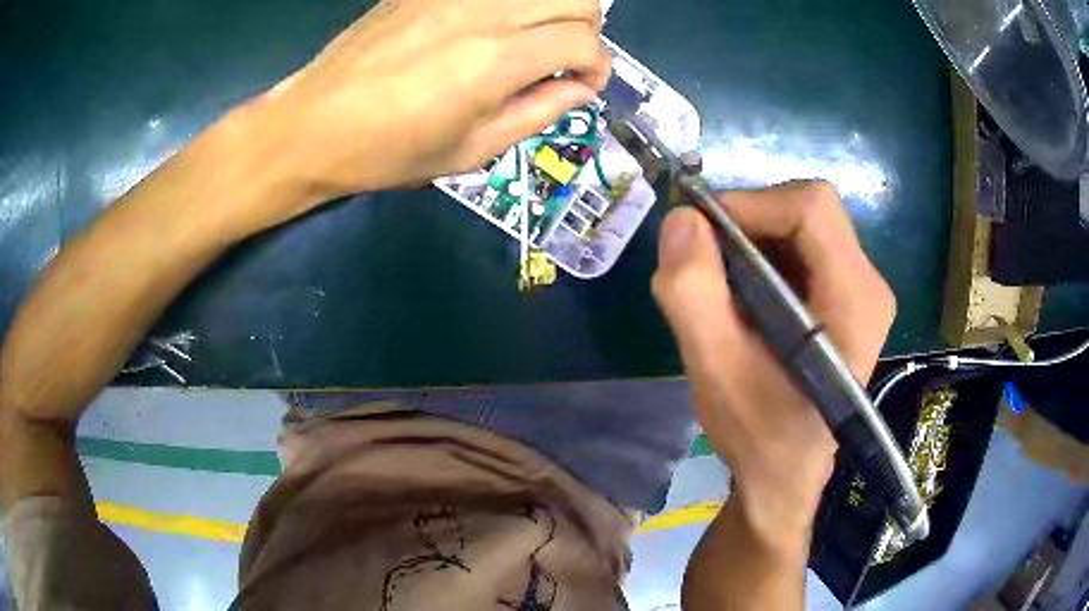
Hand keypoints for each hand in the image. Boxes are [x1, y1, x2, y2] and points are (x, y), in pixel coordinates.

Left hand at [239, 0, 609, 215]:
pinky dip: (511, 4)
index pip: (584, 41)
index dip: (598, 67)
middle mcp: (483, 12)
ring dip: (553, 10)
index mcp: (496, 60)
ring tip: (532, 40)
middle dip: (586, 32)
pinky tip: (493, 26)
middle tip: (563, 61)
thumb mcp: (470, 150)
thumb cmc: (388, 152)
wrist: (312, 125)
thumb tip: (579, 90)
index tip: (582, 86)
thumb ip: (537, 112)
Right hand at [652, 181, 895, 538]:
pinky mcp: (846, 298)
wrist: (785, 477)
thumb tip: (682, 219)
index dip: (752, 204)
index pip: (811, 207)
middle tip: (705, 261)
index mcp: (855, 298)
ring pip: (802, 225)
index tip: (701, 235)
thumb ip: (693, 293)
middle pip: (808, 209)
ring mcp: (861, 290)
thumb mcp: (715, 370)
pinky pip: (803, 248)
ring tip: (720, 285)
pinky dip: (763, 256)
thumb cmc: (758, 435)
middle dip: (749, 222)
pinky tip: (743, 297)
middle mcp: (869, 283)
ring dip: (752, 240)